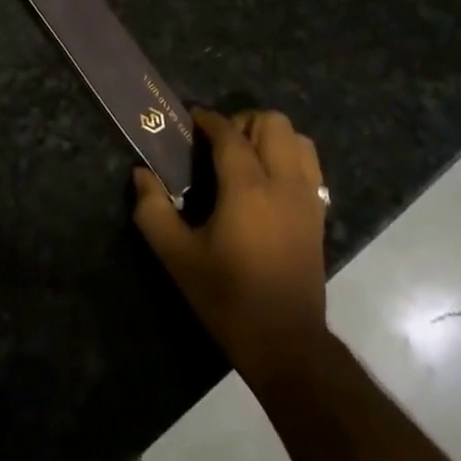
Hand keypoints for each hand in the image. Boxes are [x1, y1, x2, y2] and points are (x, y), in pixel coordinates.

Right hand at [133, 108, 328, 385]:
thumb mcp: (178, 258)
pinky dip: (290, 155)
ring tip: (246, 157)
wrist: (285, 341)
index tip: (190, 120)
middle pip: (272, 122)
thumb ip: (153, 211)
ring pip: (298, 137)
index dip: (208, 119)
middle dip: (243, 121)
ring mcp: (307, 196)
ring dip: (270, 136)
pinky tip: (268, 179)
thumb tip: (141, 174)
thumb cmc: (227, 298)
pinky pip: (310, 163)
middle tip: (218, 144)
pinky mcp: (319, 212)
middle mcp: (283, 181)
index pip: (229, 133)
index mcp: (247, 188)